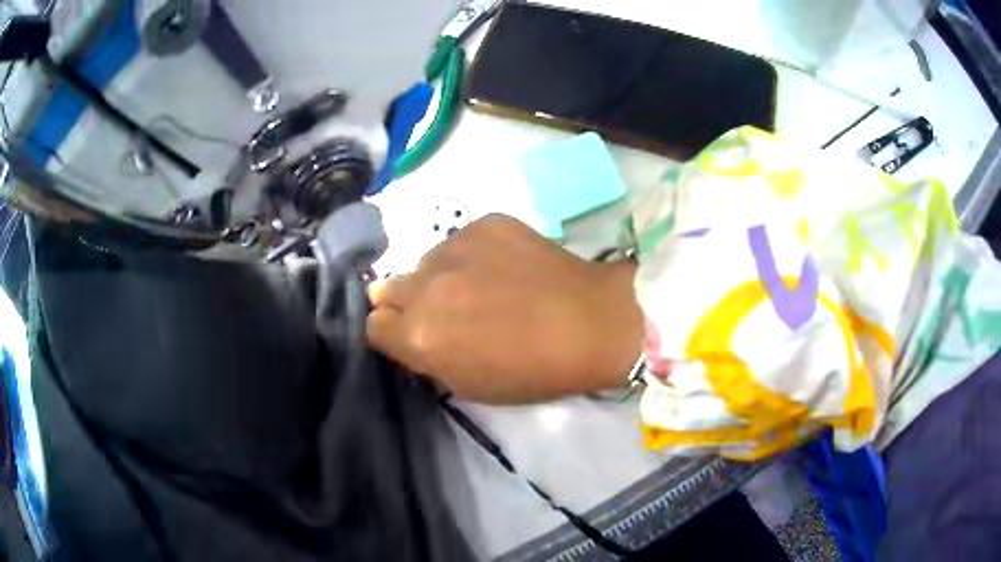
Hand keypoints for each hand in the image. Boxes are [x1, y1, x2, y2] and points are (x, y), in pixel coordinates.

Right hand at [367, 215, 642, 403]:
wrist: (591, 322)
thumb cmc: (533, 370)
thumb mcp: (469, 385)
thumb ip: (425, 358)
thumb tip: (403, 332)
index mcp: (419, 334)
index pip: (373, 326)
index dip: (391, 333)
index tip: (410, 336)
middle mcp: (426, 285)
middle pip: (389, 288)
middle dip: (408, 303)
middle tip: (444, 311)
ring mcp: (455, 246)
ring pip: (425, 262)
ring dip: (440, 276)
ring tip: (481, 286)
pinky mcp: (485, 222)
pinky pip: (460, 240)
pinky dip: (471, 255)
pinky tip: (505, 266)